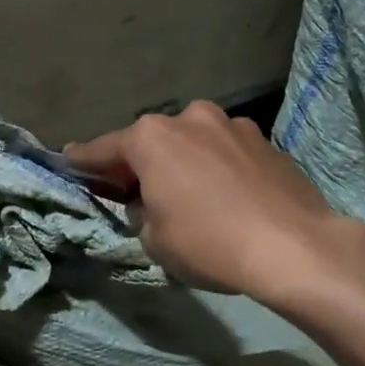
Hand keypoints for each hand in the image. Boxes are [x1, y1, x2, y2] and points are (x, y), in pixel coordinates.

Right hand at [63, 101, 364, 299]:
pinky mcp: (265, 140)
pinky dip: (217, 167)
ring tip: (190, 195)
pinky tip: (227, 196)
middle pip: (151, 141)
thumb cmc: (210, 243)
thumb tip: (150, 202)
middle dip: (140, 162)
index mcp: (152, 137)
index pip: (104, 149)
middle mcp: (189, 118)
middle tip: (134, 190)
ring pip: (192, 142)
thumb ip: (141, 212)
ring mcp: (232, 124)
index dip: (84, 161)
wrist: (295, 247)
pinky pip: (226, 151)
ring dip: (183, 161)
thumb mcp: (154, 239)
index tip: (68, 162)